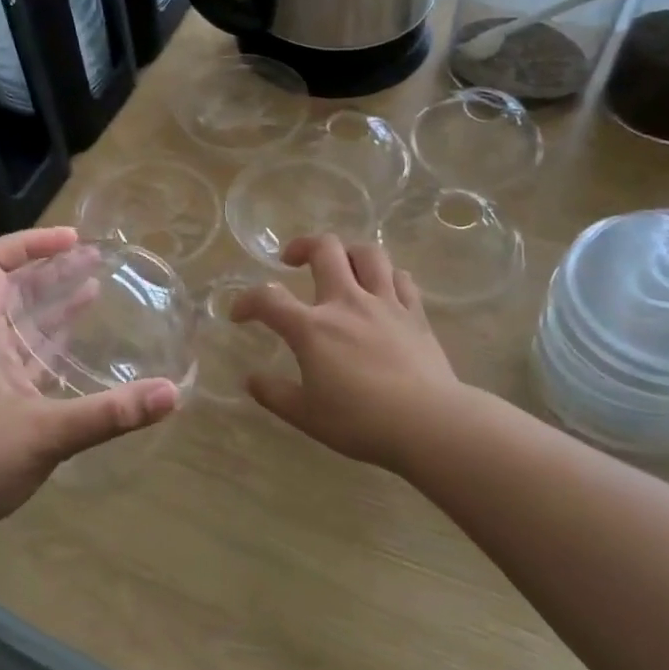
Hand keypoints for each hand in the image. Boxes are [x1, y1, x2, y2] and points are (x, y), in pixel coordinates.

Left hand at [0, 227, 179, 552]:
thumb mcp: (48, 433)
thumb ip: (110, 413)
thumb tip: (172, 393)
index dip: (29, 243)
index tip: (73, 241)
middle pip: (11, 291)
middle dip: (51, 269)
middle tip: (93, 257)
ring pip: (22, 326)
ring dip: (54, 304)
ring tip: (93, 285)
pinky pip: (29, 361)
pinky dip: (54, 346)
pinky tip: (78, 346)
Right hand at [232, 235, 460, 470]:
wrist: (428, 423)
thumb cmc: (360, 421)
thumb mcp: (306, 415)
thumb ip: (274, 394)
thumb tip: (251, 380)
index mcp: (312, 328)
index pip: (268, 299)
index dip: (246, 301)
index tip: (239, 314)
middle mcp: (346, 302)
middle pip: (324, 249)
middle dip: (302, 246)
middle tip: (292, 260)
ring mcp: (385, 303)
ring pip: (367, 253)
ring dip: (348, 251)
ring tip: (340, 265)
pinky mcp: (415, 313)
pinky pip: (401, 278)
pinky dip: (386, 276)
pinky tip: (382, 288)